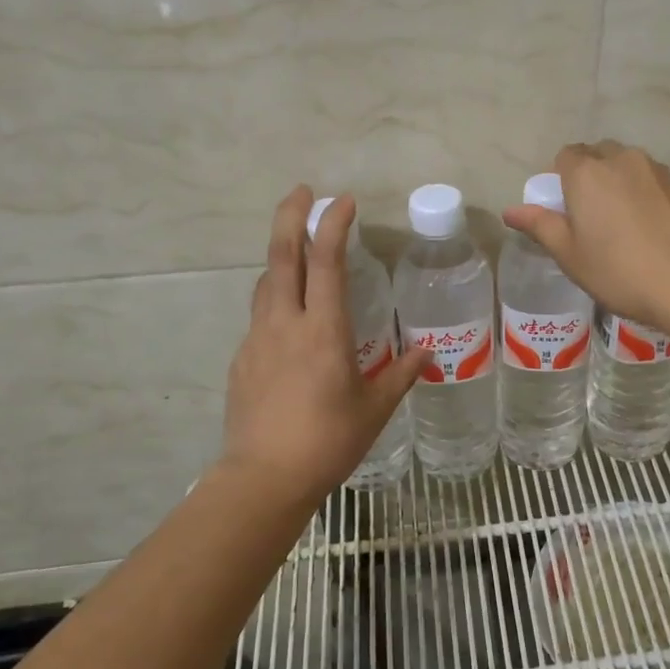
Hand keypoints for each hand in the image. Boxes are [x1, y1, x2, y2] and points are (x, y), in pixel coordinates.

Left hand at [218, 188, 427, 510]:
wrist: (264, 478)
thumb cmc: (328, 440)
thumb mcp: (374, 409)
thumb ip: (400, 375)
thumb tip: (427, 353)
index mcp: (324, 330)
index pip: (326, 262)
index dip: (333, 225)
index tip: (342, 201)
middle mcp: (285, 324)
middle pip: (281, 256)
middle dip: (290, 216)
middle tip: (301, 191)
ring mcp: (258, 340)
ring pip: (266, 284)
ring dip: (280, 258)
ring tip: (295, 252)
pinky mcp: (242, 361)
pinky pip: (260, 318)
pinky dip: (275, 302)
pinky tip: (288, 324)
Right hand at [501, 141, 669, 332]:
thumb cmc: (621, 271)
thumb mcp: (571, 255)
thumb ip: (540, 226)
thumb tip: (510, 210)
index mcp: (587, 172)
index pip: (564, 156)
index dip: (560, 180)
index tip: (565, 212)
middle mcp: (622, 159)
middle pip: (597, 155)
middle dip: (589, 177)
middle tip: (590, 219)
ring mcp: (657, 170)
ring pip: (627, 166)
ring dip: (618, 184)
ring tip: (622, 226)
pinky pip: (652, 182)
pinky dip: (644, 196)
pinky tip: (650, 230)